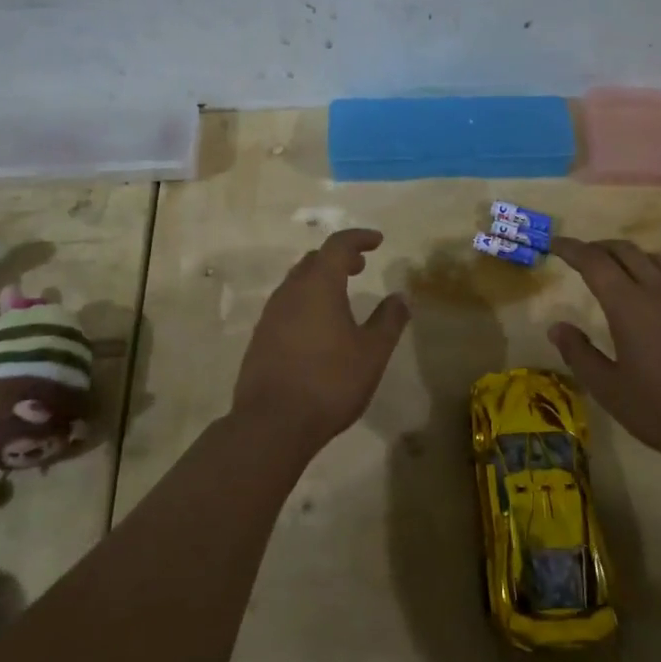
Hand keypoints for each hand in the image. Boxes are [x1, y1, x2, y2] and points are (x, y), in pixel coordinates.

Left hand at [231, 229, 409, 453]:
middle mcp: (290, 292)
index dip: (359, 238)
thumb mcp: (372, 353)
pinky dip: (306, 301)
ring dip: (320, 279)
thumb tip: (400, 297)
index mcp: (318, 285)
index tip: (377, 241)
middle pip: (314, 260)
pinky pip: (286, 305)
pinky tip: (318, 326)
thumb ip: (389, 320)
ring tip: (341, 294)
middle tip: (360, 265)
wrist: (272, 423)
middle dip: (339, 258)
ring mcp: (270, 315)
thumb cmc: (330, 382)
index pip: (338, 245)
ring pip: (297, 282)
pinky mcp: (260, 338)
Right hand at [548, 237, 660, 465]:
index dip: (571, 248)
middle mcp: (658, 291)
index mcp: (630, 306)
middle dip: (597, 247)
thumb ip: (580, 355)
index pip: (594, 261)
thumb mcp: (611, 391)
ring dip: (626, 254)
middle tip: (577, 257)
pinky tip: (648, 293)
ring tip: (612, 270)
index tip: (554, 244)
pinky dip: (650, 269)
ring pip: (652, 257)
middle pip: (624, 250)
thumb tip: (557, 327)